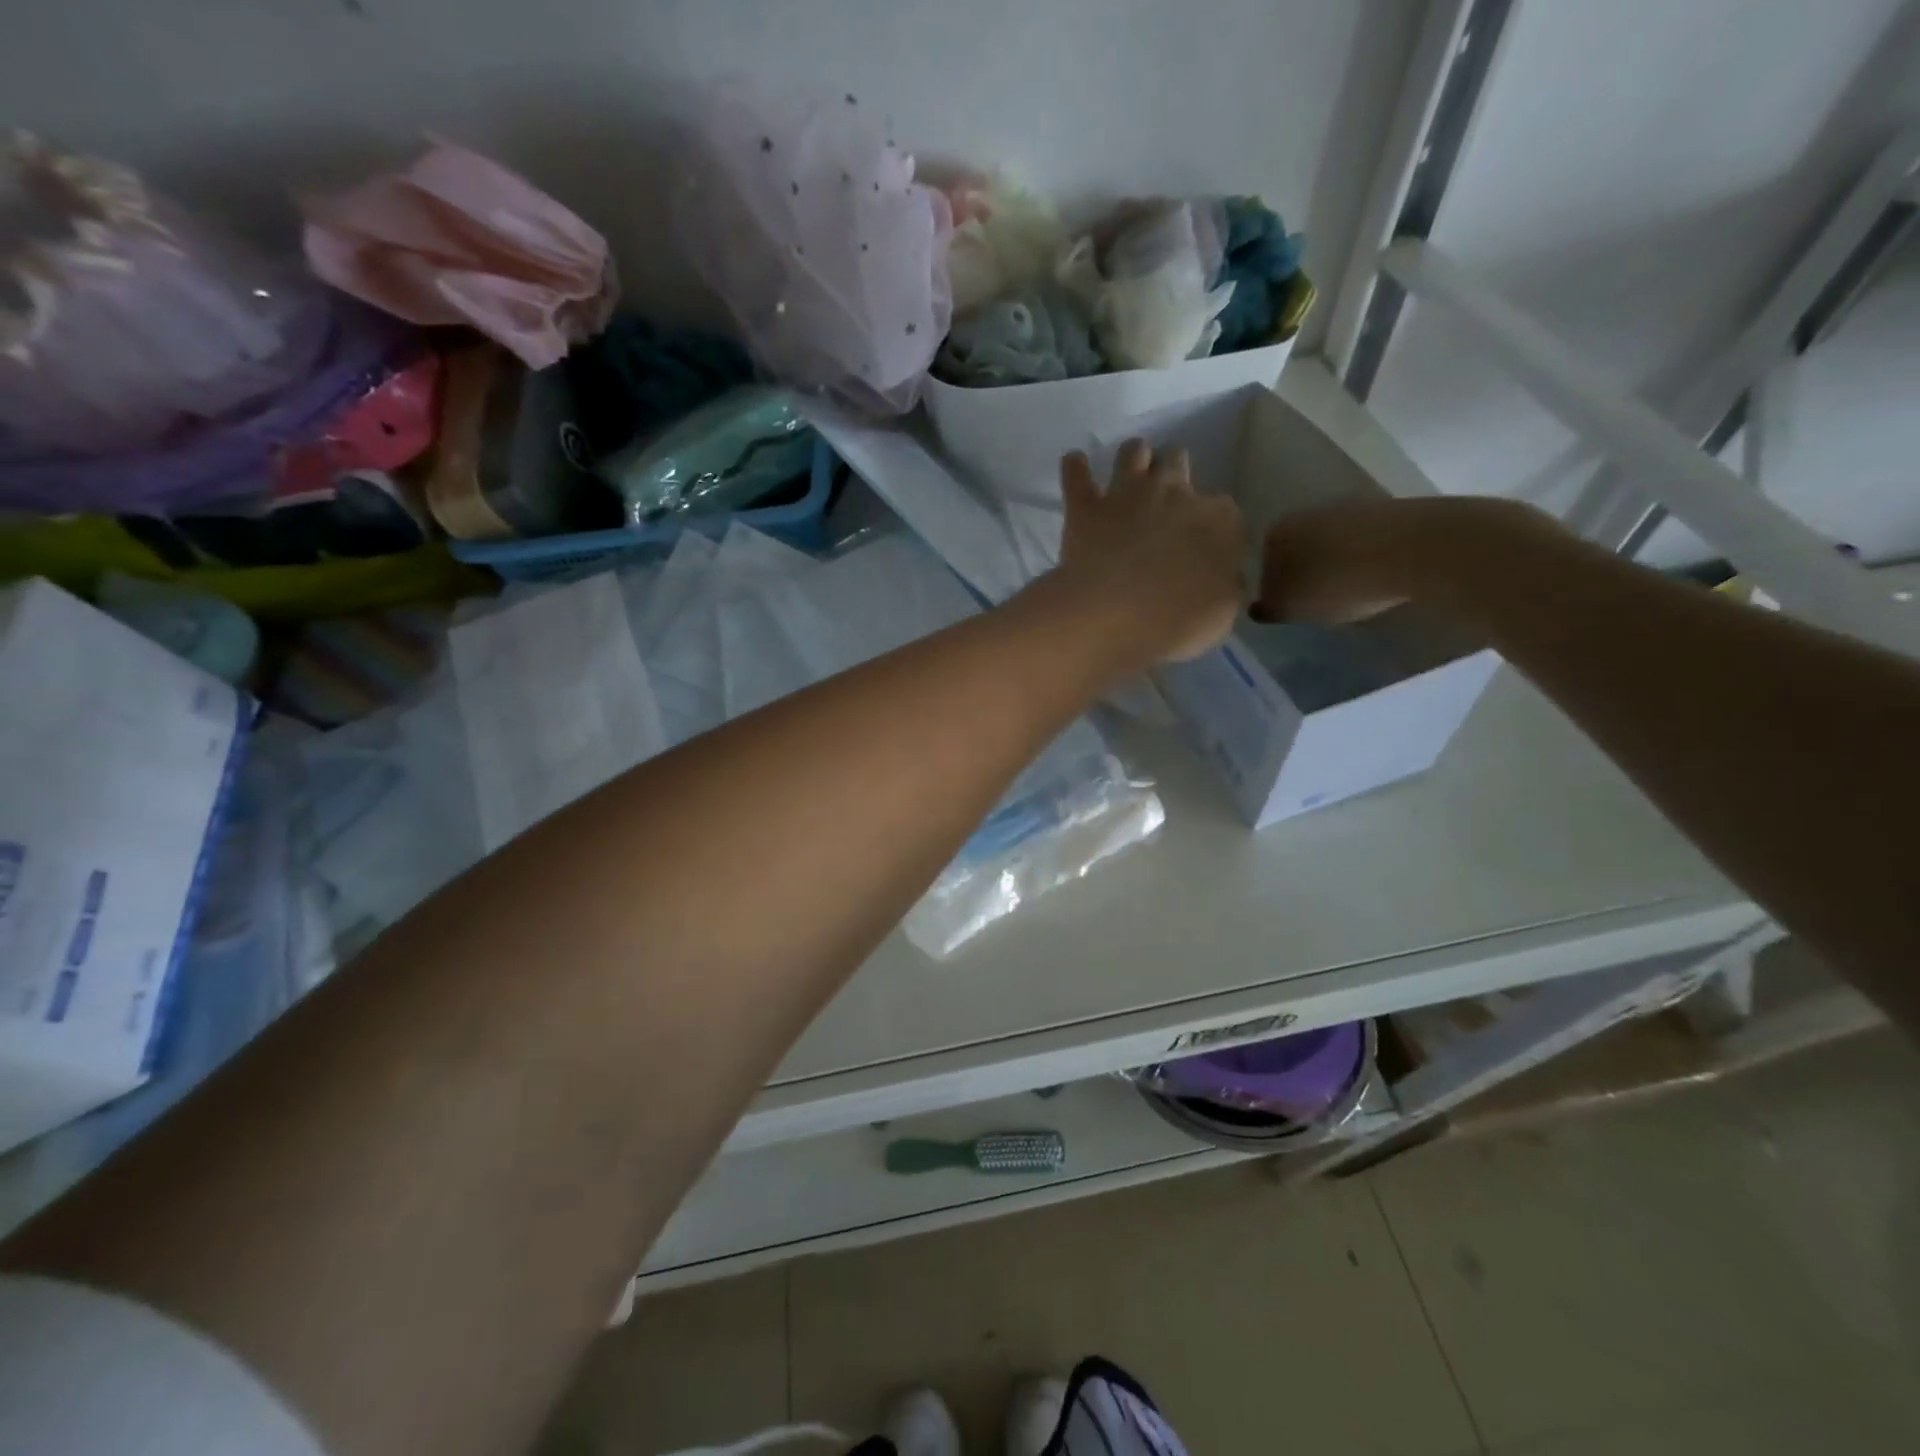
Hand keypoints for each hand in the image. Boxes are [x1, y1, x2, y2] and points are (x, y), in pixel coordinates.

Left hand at [1053, 440, 1244, 664]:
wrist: (1113, 616)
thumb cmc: (1176, 621)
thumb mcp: (1222, 614)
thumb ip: (1225, 586)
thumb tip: (1223, 577)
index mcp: (1218, 520)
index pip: (1224, 513)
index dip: (1214, 529)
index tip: (1204, 546)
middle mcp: (1176, 493)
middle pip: (1179, 466)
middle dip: (1175, 477)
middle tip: (1166, 502)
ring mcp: (1128, 494)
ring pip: (1134, 453)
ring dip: (1134, 458)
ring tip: (1131, 470)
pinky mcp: (1086, 507)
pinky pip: (1076, 475)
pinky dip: (1075, 469)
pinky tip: (1074, 464)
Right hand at [1256, 495, 1551, 623]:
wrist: (1416, 550)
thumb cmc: (1337, 583)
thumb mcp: (1292, 607)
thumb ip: (1269, 607)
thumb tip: (1259, 605)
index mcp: (1276, 532)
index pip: (1263, 564)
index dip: (1274, 589)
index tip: (1290, 608)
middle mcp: (1308, 511)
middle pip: (1299, 549)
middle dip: (1305, 572)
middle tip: (1317, 602)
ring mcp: (1352, 505)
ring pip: (1333, 543)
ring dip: (1338, 564)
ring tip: (1351, 593)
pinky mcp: (1390, 510)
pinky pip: (1367, 541)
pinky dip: (1367, 558)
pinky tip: (1377, 578)